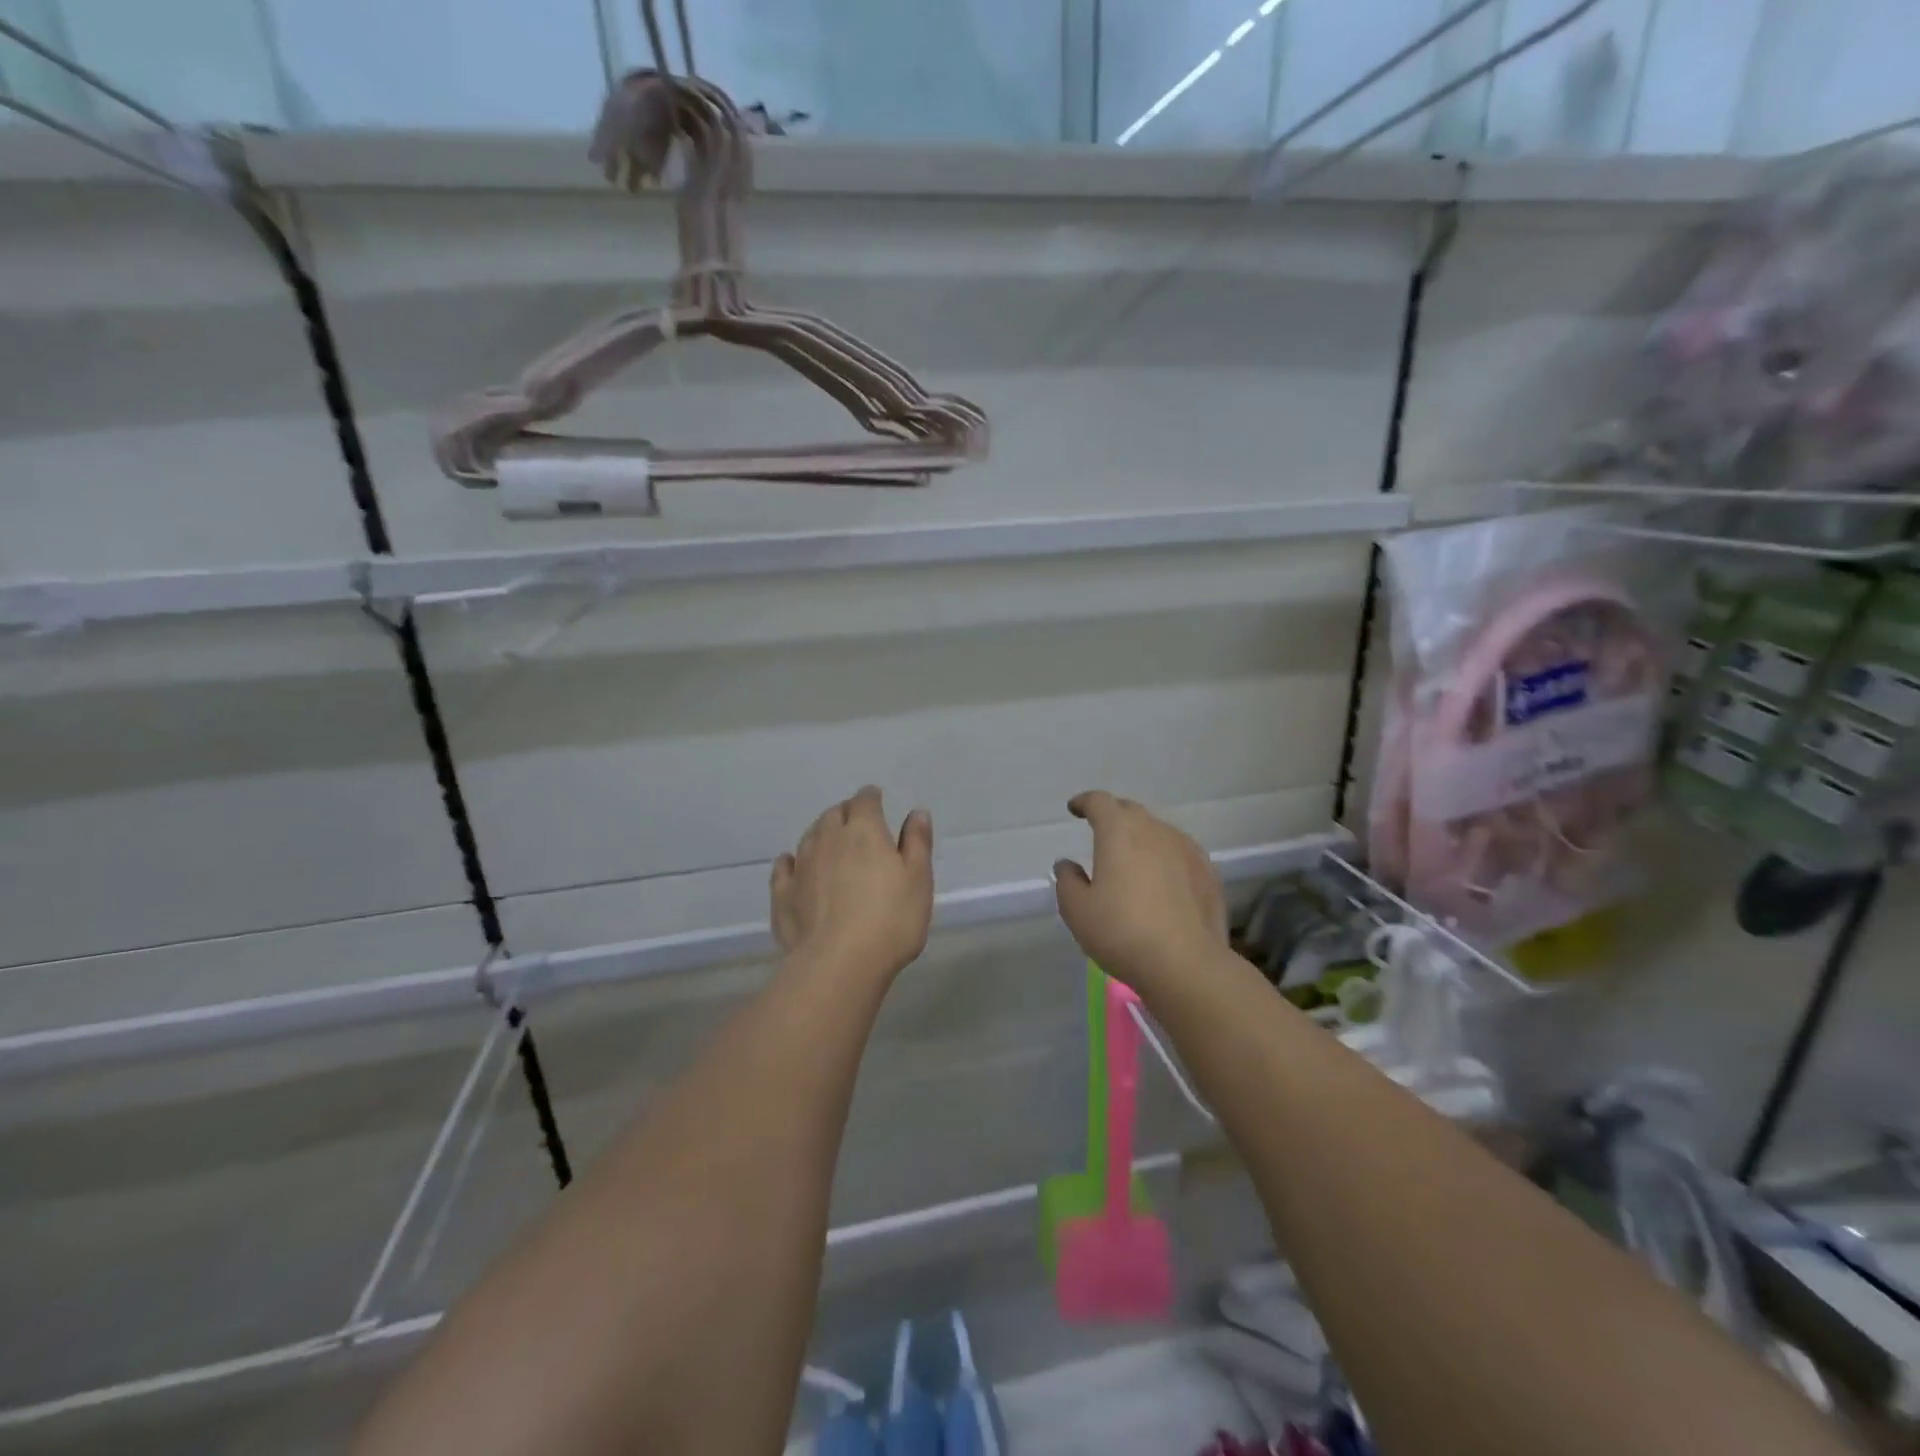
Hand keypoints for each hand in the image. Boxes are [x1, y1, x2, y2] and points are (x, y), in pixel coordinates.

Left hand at [772, 787, 933, 980]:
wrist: (840, 963)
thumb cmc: (890, 919)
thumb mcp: (918, 879)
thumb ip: (917, 842)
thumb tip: (916, 812)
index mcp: (864, 831)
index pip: (865, 800)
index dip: (871, 798)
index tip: (877, 801)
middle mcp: (828, 839)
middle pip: (834, 814)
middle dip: (846, 814)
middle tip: (857, 824)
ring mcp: (801, 866)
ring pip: (809, 837)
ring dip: (821, 834)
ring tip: (831, 844)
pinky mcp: (783, 894)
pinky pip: (784, 867)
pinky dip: (791, 862)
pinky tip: (794, 866)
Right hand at [1053, 792, 1226, 991]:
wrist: (1186, 963)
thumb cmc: (1122, 932)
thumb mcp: (1077, 911)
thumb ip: (1067, 881)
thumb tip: (1067, 864)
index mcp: (1119, 831)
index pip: (1099, 802)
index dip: (1085, 802)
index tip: (1075, 809)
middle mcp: (1154, 830)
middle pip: (1131, 811)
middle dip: (1113, 816)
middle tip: (1101, 832)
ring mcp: (1186, 849)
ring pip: (1158, 831)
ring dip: (1141, 837)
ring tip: (1132, 859)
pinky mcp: (1207, 872)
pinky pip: (1179, 852)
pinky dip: (1164, 857)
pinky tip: (1161, 879)